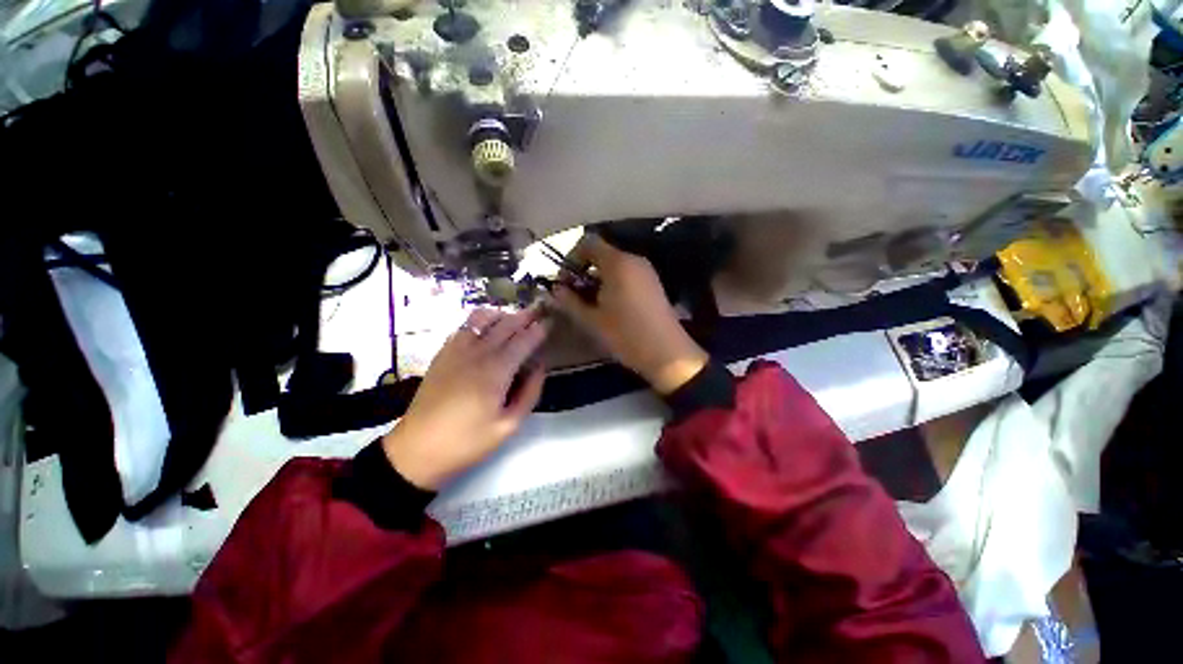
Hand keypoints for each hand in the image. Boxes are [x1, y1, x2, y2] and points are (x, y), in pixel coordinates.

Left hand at [382, 308, 546, 489]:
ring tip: (513, 318)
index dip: (538, 330)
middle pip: (505, 325)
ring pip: (481, 320)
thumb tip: (540, 368)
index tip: (550, 322)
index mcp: (496, 372)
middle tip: (538, 310)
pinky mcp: (442, 355)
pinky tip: (485, 329)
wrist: (416, 450)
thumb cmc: (467, 442)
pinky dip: (479, 322)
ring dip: (501, 315)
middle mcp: (477, 354)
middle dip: (524, 316)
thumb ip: (529, 394)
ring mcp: (456, 351)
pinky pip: (463, 328)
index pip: (522, 341)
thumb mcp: (508, 426)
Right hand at [553, 234, 706, 394]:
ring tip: (591, 303)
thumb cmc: (626, 335)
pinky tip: (610, 305)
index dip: (571, 258)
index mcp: (618, 263)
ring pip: (614, 265)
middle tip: (574, 295)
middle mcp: (634, 260)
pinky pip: (627, 274)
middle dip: (583, 271)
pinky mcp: (653, 283)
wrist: (667, 354)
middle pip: (601, 253)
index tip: (565, 282)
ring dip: (597, 278)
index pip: (588, 243)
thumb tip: (556, 289)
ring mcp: (646, 271)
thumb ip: (570, 301)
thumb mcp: (592, 320)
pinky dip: (613, 283)